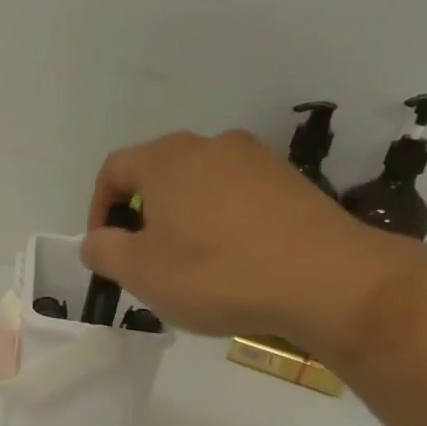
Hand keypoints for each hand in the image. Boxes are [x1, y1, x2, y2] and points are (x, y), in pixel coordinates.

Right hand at [84, 129, 406, 348]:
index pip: (113, 170)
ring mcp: (256, 160)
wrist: (327, 280)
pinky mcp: (291, 183)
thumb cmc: (217, 272)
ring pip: (200, 188)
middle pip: (158, 176)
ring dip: (184, 223)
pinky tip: (236, 264)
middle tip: (147, 263)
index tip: (106, 249)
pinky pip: (238, 200)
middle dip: (143, 219)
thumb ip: (103, 251)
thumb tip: (98, 239)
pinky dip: (223, 226)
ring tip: (193, 269)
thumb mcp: (140, 271)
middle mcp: (210, 145)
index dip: (98, 209)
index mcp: (167, 158)